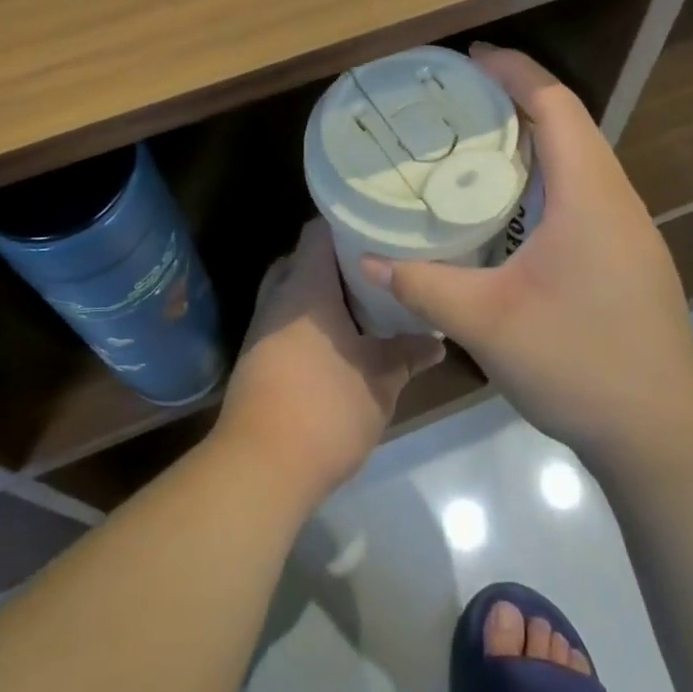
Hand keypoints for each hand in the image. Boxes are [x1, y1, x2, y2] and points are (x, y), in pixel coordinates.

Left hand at [214, 219, 444, 502]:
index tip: (380, 229)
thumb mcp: (381, 380)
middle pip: (303, 260)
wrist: (261, 466)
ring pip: (293, 293)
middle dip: (337, 263)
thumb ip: (408, 354)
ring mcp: (262, 328)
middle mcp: (278, 297)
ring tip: (365, 303)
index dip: (348, 224)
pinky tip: (340, 340)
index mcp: (305, 286)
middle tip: (377, 268)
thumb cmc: (326, 407)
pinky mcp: (256, 357)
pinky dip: (310, 322)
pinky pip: (285, 321)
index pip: (318, 231)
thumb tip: (436, 342)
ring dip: (323, 295)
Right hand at [359, 45, 692, 457]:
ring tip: (473, 141)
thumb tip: (367, 260)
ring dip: (531, 137)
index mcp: (589, 195)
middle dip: (516, 97)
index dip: (514, 72)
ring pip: (578, 158)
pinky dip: (542, 174)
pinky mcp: (624, 255)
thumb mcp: (487, 323)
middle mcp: (614, 198)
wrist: (664, 432)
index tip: (470, 58)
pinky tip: (506, 204)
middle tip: (457, 99)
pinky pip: (580, 190)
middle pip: (568, 123)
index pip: (555, 105)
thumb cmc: (580, 363)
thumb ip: (424, 285)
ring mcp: (625, 228)